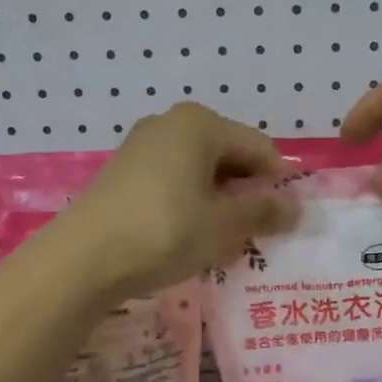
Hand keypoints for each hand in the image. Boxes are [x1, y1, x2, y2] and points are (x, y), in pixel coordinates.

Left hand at [61, 102, 296, 299]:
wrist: (83, 258)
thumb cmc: (165, 231)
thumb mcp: (224, 225)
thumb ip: (264, 212)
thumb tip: (297, 208)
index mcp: (201, 124)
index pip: (260, 148)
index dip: (279, 184)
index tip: (286, 222)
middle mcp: (171, 124)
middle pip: (229, 156)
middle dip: (248, 193)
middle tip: (257, 234)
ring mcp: (143, 146)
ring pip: (201, 171)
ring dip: (221, 202)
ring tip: (226, 240)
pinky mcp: (124, 172)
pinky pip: (174, 181)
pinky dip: (192, 204)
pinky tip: (191, 236)